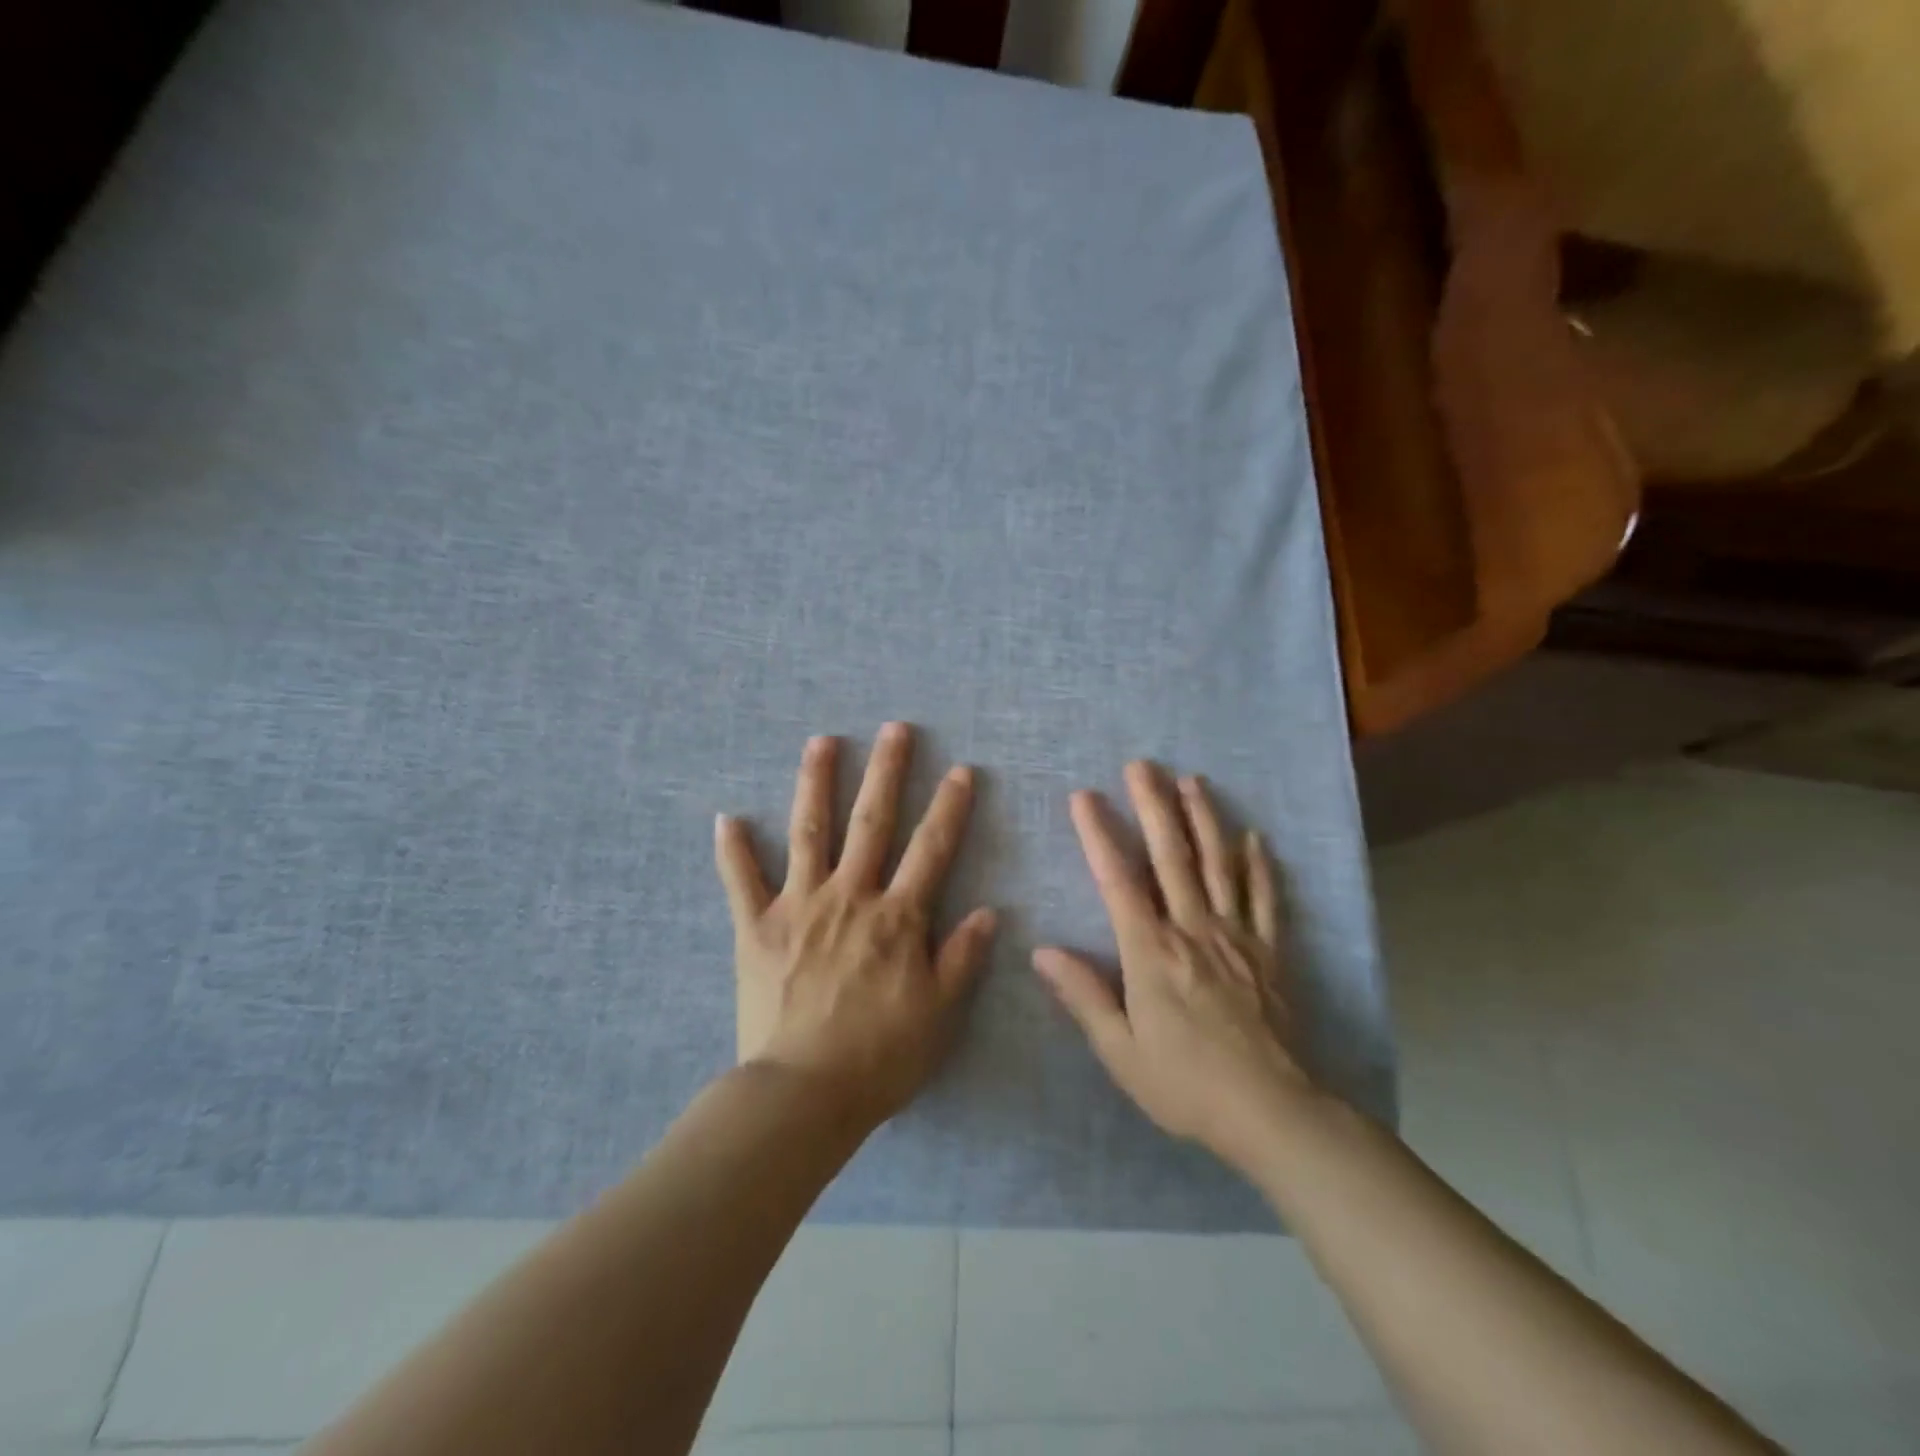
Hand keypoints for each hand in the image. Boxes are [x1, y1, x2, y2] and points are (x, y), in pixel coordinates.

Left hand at [714, 722, 997, 1125]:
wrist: (803, 1094)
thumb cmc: (879, 1057)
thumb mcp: (938, 1013)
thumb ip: (962, 957)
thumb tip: (987, 910)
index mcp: (896, 917)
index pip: (930, 850)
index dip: (949, 808)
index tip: (960, 770)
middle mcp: (849, 897)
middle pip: (871, 823)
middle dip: (886, 772)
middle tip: (894, 729)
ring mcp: (798, 906)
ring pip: (809, 832)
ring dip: (815, 783)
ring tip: (821, 741)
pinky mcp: (756, 927)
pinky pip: (741, 882)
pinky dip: (733, 850)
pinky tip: (727, 817)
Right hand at [1033, 762, 1316, 1171]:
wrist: (1272, 1113)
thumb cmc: (1185, 1084)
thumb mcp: (1120, 1051)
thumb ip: (1083, 996)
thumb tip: (1042, 952)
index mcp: (1151, 952)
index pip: (1118, 880)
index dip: (1098, 834)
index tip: (1084, 796)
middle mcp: (1193, 930)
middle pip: (1171, 857)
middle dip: (1154, 806)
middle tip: (1142, 765)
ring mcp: (1236, 937)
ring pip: (1218, 866)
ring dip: (1204, 819)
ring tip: (1192, 781)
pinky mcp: (1269, 953)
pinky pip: (1265, 899)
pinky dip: (1258, 866)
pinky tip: (1254, 838)